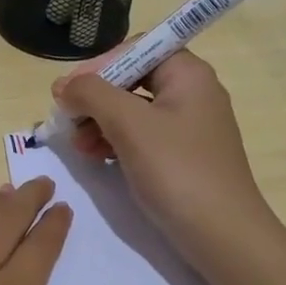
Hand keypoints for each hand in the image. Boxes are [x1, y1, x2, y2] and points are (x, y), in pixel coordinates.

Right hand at [53, 48, 267, 266]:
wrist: (222, 235)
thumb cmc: (177, 170)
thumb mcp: (129, 124)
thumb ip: (92, 94)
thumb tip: (64, 85)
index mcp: (188, 74)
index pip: (136, 49)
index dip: (99, 65)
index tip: (70, 91)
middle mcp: (191, 93)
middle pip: (132, 79)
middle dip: (95, 98)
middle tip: (67, 120)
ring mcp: (187, 128)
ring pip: (132, 111)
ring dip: (99, 122)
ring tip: (77, 145)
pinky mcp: (181, 157)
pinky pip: (141, 137)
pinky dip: (114, 141)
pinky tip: (95, 157)